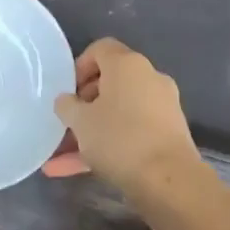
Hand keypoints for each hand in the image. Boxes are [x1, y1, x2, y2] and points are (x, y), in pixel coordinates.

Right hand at [42, 38, 198, 191]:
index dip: (79, 66)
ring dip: (91, 131)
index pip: (100, 49)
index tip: (67, 91)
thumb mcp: (80, 121)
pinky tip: (77, 170)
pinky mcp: (167, 134)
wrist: (168, 180)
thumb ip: (67, 106)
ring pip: (118, 113)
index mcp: (127, 65)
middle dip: (84, 104)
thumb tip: (66, 101)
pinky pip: (130, 133)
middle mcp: (148, 79)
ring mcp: (161, 107)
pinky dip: (107, 146)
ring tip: (61, 157)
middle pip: (110, 83)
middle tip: (66, 123)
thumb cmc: (118, 138)